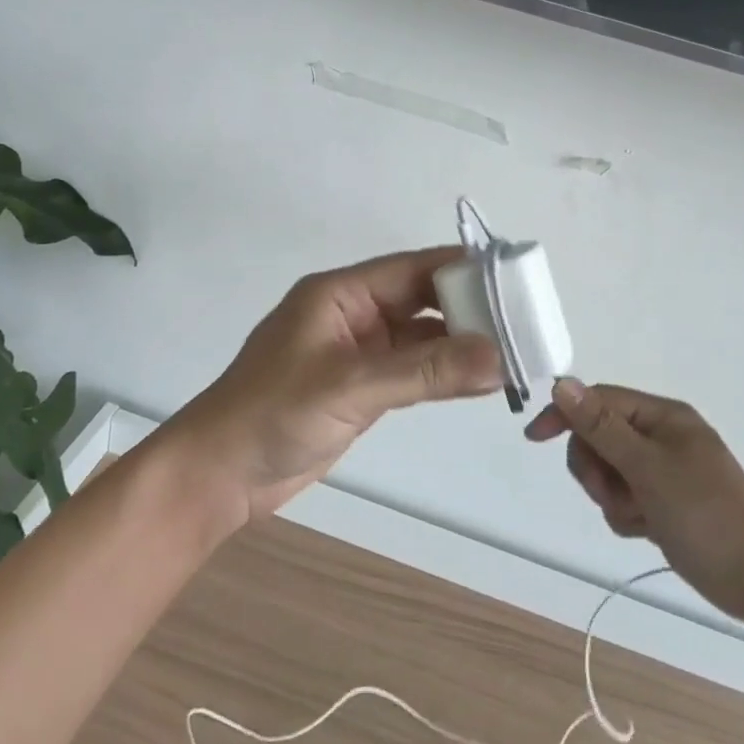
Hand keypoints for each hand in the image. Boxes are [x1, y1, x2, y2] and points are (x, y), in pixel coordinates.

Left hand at [166, 248, 501, 527]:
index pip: (414, 269)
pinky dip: (444, 373)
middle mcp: (354, 314)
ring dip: (460, 344)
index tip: (513, 276)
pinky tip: (480, 380)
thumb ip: (424, 372)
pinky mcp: (362, 387)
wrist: (219, 475)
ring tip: (515, 351)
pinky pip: (413, 370)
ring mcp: (359, 352)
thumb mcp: (350, 386)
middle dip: (469, 309)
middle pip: (422, 299)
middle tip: (524, 321)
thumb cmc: (273, 413)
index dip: (462, 268)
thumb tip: (499, 359)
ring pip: (422, 337)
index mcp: (342, 293)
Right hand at [526, 380, 743, 621]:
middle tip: (612, 494)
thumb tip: (561, 382)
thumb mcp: (647, 467)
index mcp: (662, 416)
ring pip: (608, 471)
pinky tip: (647, 530)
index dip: (565, 414)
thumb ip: (601, 426)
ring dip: (612, 496)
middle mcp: (661, 436)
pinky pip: (624, 497)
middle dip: (596, 468)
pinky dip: (627, 513)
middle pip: (599, 437)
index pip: (599, 401)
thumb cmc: (706, 513)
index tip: (535, 438)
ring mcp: (663, 470)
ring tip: (638, 517)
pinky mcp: (664, 502)